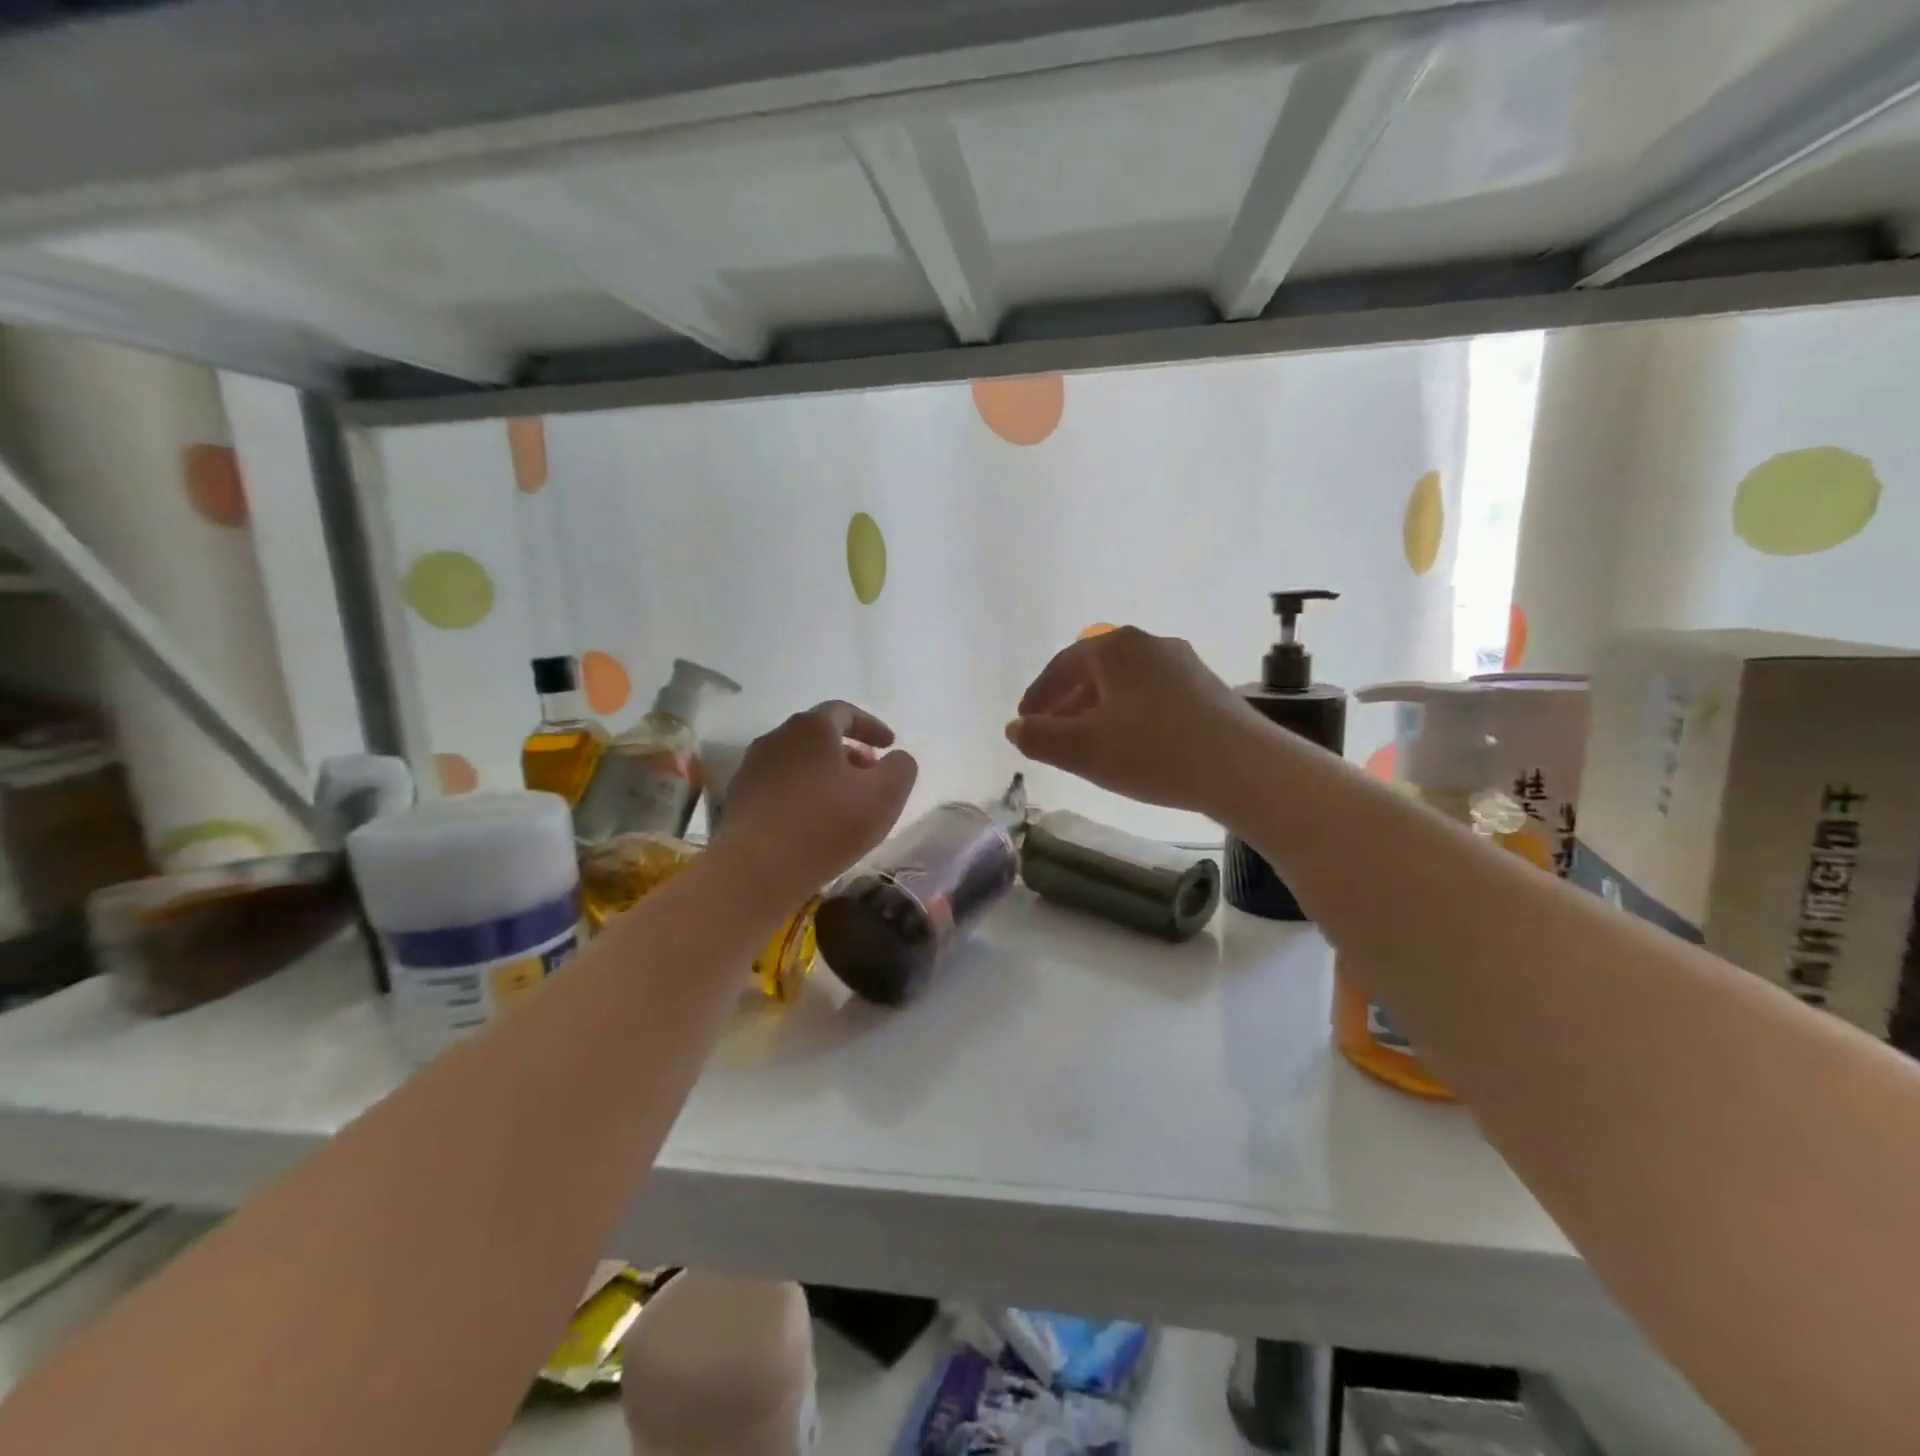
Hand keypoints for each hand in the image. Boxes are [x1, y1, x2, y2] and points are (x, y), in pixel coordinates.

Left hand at [711, 701, 917, 900]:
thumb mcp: (884, 795)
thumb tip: (897, 759)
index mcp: (811, 727)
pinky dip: (802, 796)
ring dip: (824, 775)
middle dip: (848, 752)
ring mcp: (752, 769)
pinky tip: (813, 824)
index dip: (871, 726)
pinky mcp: (739, 801)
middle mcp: (776, 738)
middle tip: (869, 776)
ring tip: (844, 804)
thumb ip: (900, 768)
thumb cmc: (826, 824)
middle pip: (818, 736)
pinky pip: (779, 788)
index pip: (844, 712)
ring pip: (797, 763)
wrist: (755, 870)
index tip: (890, 745)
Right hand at [1006, 627, 1258, 813]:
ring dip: (1098, 710)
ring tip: (1088, 743)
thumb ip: (1039, 738)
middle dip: (1067, 702)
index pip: (1062, 665)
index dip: (1038, 694)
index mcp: (1115, 648)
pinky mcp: (1207, 688)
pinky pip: (1152, 696)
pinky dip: (1129, 715)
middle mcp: (1149, 644)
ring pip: (1125, 684)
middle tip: (1051, 733)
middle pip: (1094, 671)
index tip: (1024, 720)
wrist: (1243, 768)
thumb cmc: (1153, 751)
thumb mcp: (1083, 750)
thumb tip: (1015, 728)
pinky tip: (1132, 744)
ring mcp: (1183, 664)